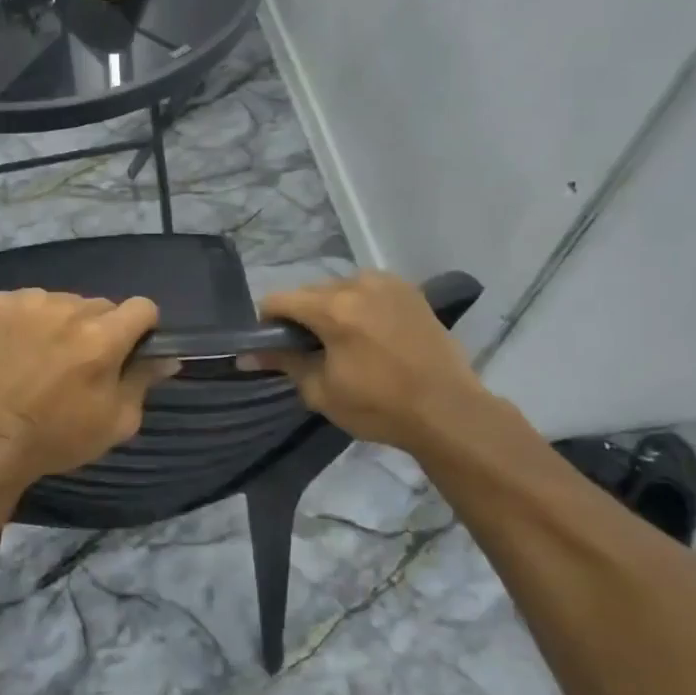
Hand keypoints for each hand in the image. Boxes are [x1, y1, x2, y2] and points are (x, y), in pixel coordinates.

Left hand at [0, 290, 177, 481]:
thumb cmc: (58, 438)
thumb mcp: (116, 421)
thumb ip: (144, 381)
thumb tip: (168, 357)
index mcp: (104, 338)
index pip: (142, 307)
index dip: (140, 328)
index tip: (128, 349)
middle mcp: (70, 309)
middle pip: (101, 305)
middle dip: (99, 328)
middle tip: (81, 362)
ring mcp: (31, 303)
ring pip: (65, 302)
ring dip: (63, 322)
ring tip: (45, 355)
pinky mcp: (0, 304)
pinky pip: (30, 301)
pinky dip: (30, 319)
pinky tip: (20, 346)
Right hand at [241, 271, 484, 452]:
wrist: (448, 411)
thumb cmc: (379, 407)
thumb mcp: (321, 391)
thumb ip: (283, 363)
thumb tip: (247, 356)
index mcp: (333, 307)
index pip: (278, 300)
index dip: (266, 323)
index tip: (272, 347)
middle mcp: (358, 284)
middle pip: (309, 292)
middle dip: (301, 316)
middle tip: (309, 351)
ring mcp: (387, 283)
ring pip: (340, 289)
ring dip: (331, 309)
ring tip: (344, 343)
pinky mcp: (410, 291)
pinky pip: (368, 290)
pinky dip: (359, 306)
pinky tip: (370, 334)